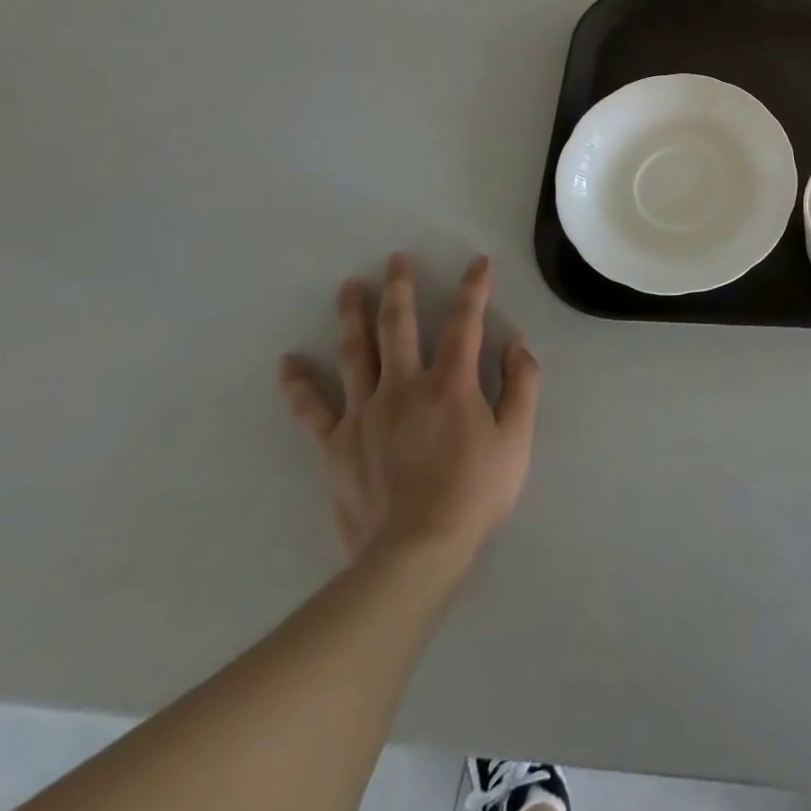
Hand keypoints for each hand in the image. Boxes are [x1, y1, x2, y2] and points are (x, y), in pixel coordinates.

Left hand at [278, 254, 539, 570]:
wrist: (415, 552)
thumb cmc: (476, 493)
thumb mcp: (518, 438)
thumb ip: (522, 384)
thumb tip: (516, 343)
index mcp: (451, 382)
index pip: (464, 322)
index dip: (473, 289)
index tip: (478, 263)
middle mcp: (404, 385)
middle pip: (399, 325)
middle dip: (400, 287)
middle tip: (397, 258)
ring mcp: (364, 413)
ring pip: (355, 353)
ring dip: (352, 315)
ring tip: (349, 286)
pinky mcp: (336, 445)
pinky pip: (312, 409)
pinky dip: (299, 385)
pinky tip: (289, 362)